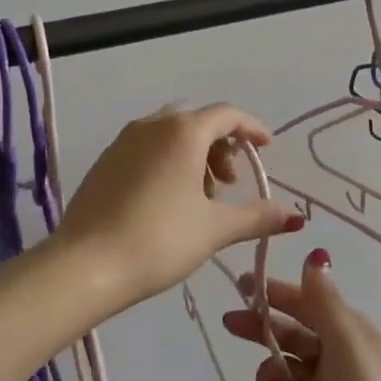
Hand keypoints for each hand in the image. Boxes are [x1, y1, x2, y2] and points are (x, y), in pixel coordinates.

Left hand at [53, 104, 303, 312]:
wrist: (84, 266)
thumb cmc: (159, 239)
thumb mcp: (215, 229)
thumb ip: (258, 217)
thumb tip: (297, 216)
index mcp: (183, 131)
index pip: (227, 114)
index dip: (252, 129)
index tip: (268, 148)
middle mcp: (152, 125)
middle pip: (197, 122)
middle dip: (222, 147)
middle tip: (231, 184)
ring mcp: (122, 142)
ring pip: (170, 135)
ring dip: (194, 156)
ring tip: (202, 198)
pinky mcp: (104, 162)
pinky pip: (146, 149)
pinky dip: (167, 163)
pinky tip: (168, 201)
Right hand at [225, 251, 380, 380]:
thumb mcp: (346, 339)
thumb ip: (323, 299)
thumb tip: (316, 256)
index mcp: (350, 334)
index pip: (307, 303)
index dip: (276, 292)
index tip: (242, 286)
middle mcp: (339, 362)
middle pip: (291, 337)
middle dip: (263, 330)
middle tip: (231, 325)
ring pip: (285, 376)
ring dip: (273, 377)